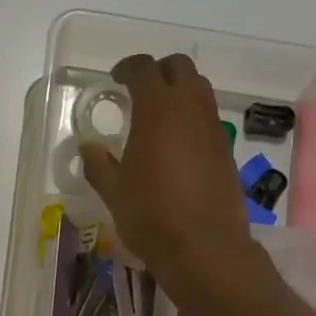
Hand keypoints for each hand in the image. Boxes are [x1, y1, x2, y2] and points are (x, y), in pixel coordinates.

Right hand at [79, 53, 255, 293]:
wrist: (205, 248)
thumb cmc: (151, 216)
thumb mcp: (114, 192)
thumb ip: (99, 165)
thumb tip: (88, 148)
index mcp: (158, 110)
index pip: (144, 69)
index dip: (128, 68)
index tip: (116, 79)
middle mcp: (191, 110)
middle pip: (180, 68)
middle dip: (160, 71)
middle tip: (140, 90)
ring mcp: (214, 129)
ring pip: (201, 90)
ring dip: (181, 92)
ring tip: (160, 117)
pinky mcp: (227, 151)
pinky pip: (209, 119)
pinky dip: (194, 118)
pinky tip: (179, 145)